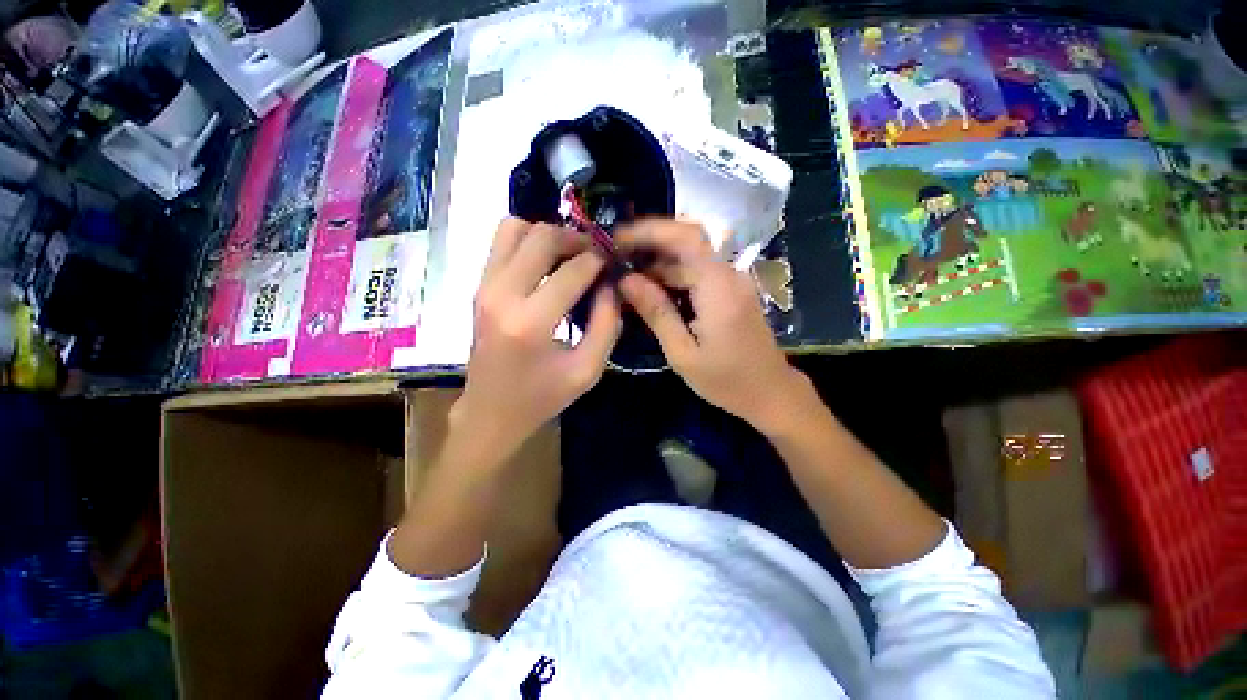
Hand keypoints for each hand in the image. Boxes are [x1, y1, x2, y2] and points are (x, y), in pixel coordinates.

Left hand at [454, 217, 620, 466]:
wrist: (490, 413)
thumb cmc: (542, 397)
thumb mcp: (588, 370)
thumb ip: (607, 325)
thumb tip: (612, 286)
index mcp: (531, 322)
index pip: (572, 271)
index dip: (599, 261)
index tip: (613, 265)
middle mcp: (502, 295)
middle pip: (542, 237)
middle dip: (577, 239)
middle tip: (596, 255)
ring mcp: (485, 287)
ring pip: (516, 229)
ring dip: (548, 235)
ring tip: (569, 256)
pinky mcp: (479, 287)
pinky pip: (501, 243)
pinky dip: (527, 241)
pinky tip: (546, 263)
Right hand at [615, 220, 806, 430]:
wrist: (770, 392)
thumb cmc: (726, 380)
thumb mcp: (683, 353)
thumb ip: (656, 312)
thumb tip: (626, 280)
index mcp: (719, 288)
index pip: (687, 238)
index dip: (651, 231)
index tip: (619, 238)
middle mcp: (729, 275)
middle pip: (686, 245)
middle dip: (648, 248)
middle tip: (615, 261)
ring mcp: (733, 281)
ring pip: (690, 259)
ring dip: (658, 264)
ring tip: (626, 278)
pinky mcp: (731, 290)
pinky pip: (698, 273)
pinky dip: (672, 276)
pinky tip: (652, 291)